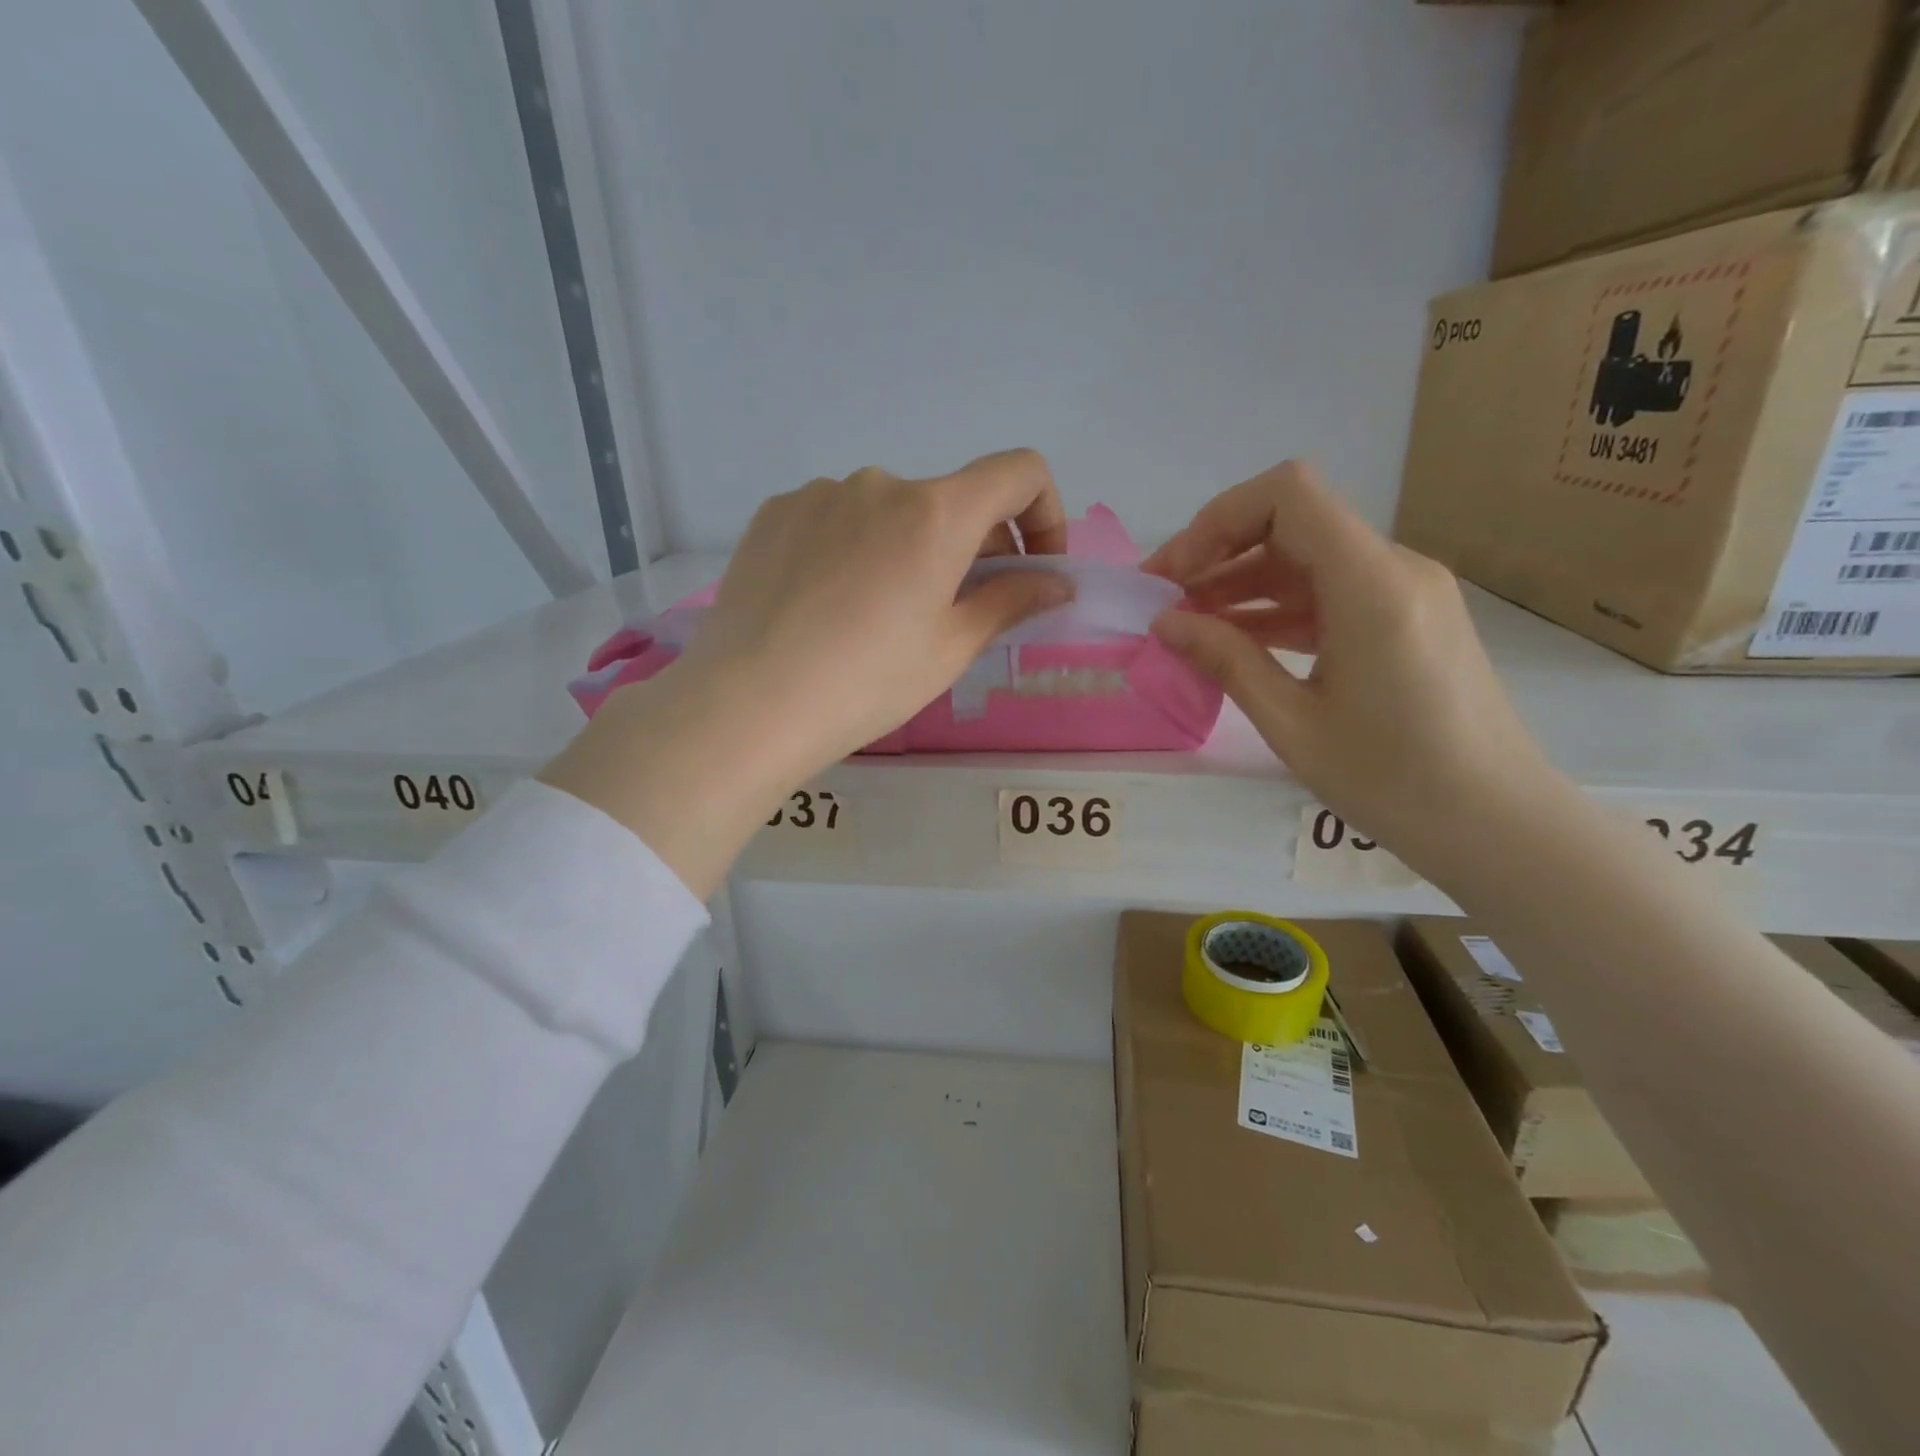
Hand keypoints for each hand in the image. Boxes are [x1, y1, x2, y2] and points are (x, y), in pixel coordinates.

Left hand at [542, 450, 1069, 893]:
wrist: (747, 703)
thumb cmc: (866, 683)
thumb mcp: (950, 649)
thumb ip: (1012, 601)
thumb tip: (1058, 582)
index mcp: (935, 513)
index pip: (1020, 471)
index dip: (1045, 513)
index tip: (1032, 566)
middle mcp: (880, 484)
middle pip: (951, 499)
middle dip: (973, 547)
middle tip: (956, 611)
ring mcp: (820, 494)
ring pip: (891, 513)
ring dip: (909, 548)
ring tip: (879, 615)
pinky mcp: (776, 513)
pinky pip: (838, 519)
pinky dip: (856, 548)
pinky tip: (828, 604)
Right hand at [1145, 461, 1564, 876]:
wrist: (1497, 824)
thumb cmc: (1393, 781)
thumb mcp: (1292, 723)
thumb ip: (1227, 660)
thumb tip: (1165, 623)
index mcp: (1372, 586)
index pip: (1288, 495)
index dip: (1218, 520)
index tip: (1176, 575)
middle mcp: (1395, 569)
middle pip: (1292, 522)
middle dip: (1217, 552)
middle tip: (1163, 600)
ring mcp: (1406, 591)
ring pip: (1307, 557)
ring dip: (1242, 582)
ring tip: (1187, 624)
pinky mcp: (1407, 617)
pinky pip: (1330, 590)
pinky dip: (1276, 606)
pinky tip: (1235, 639)